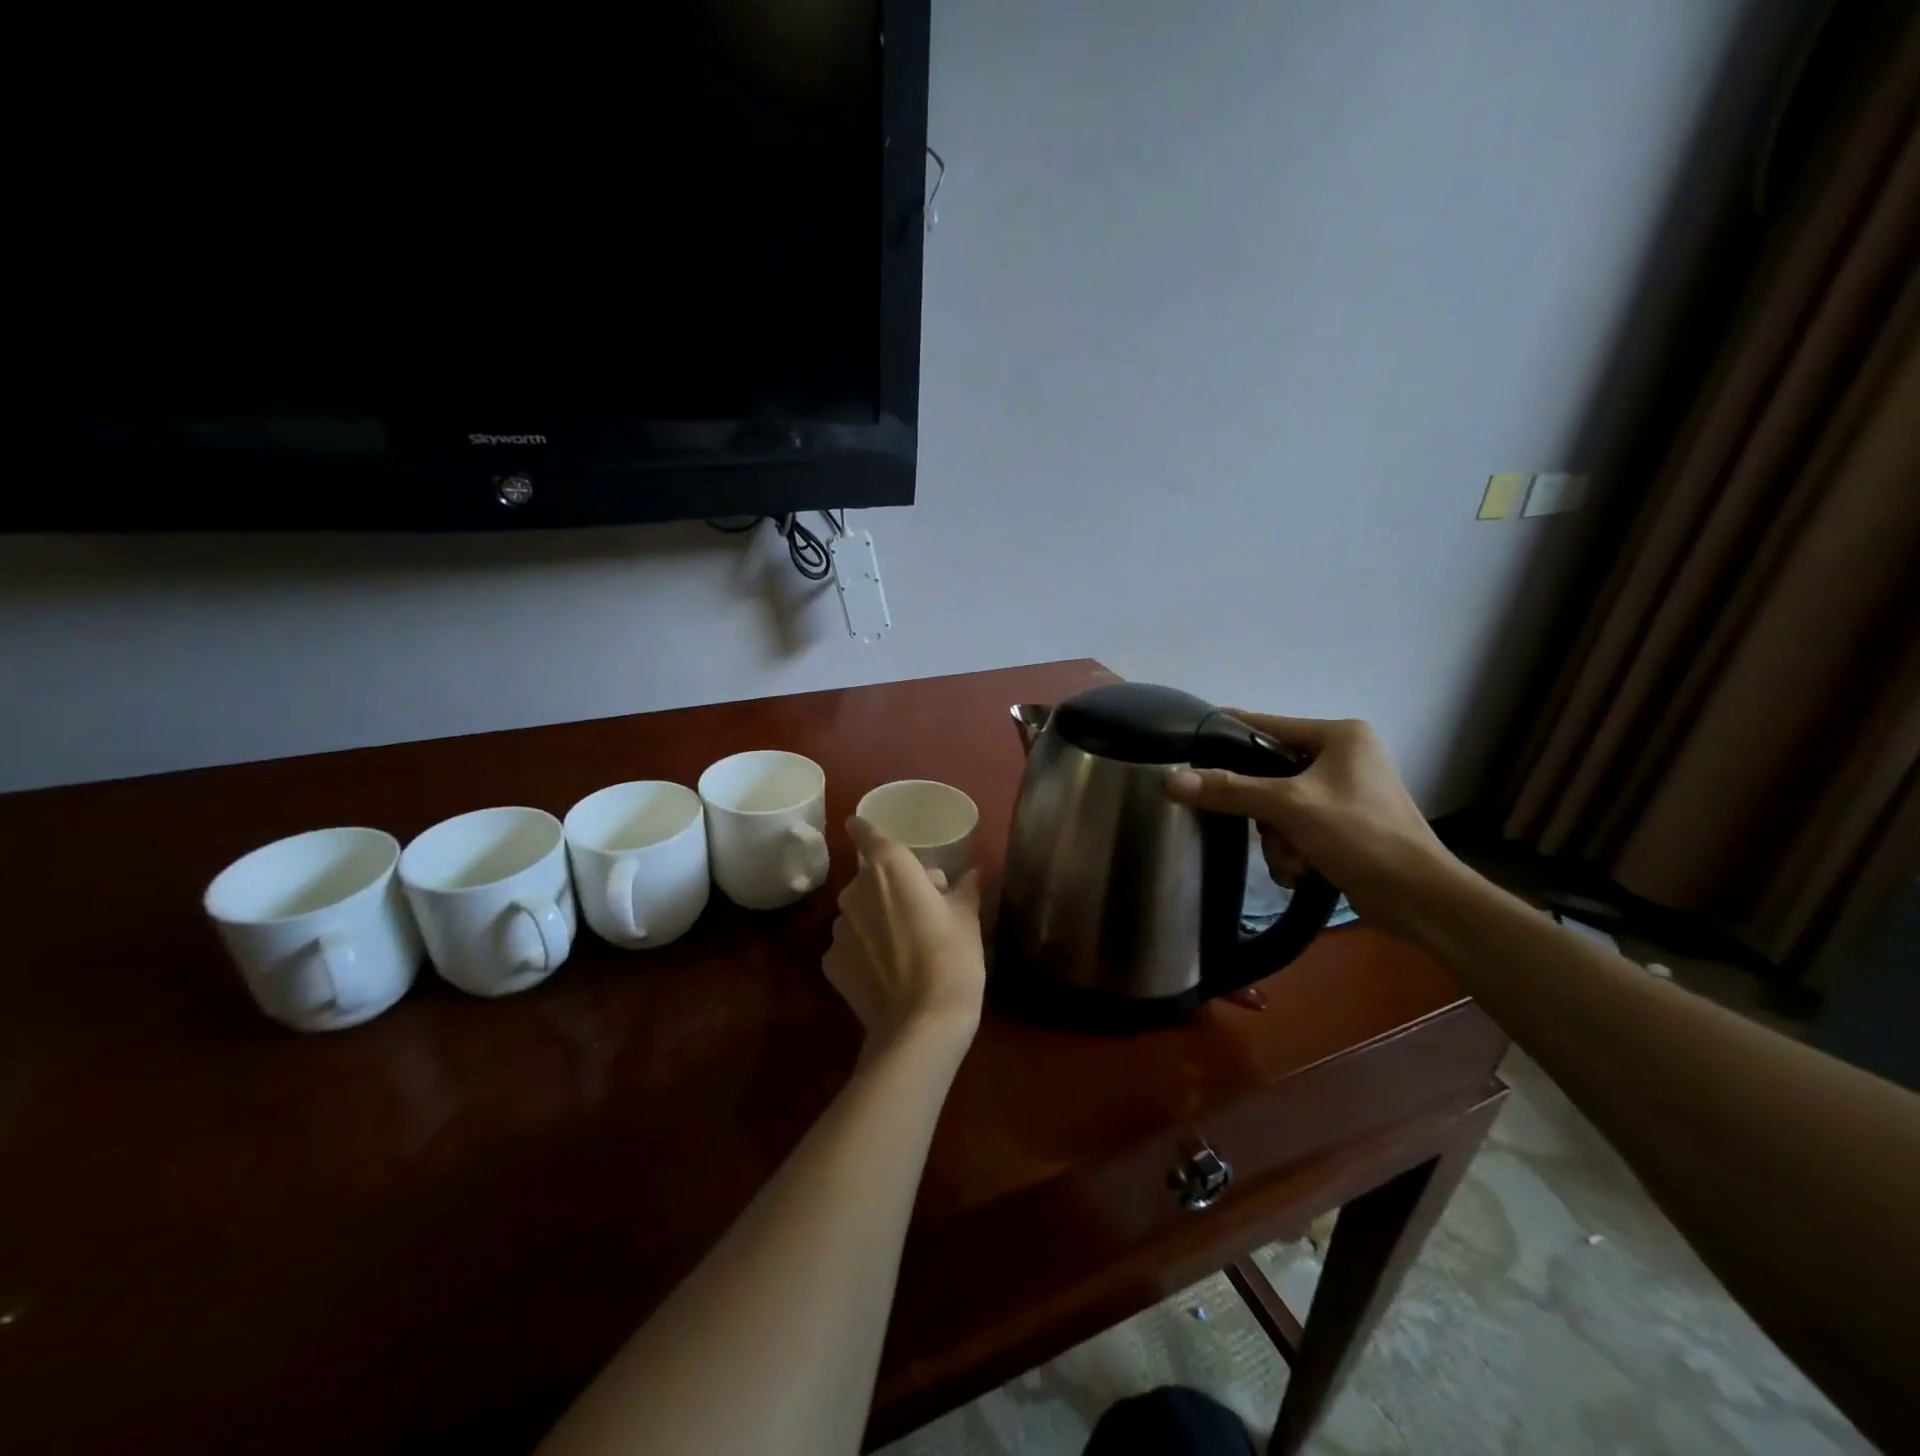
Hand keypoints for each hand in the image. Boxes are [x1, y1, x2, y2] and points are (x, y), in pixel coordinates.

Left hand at [825, 817, 985, 1050]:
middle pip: (869, 877)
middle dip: (889, 886)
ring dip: (875, 918)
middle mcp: (856, 890)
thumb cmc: (952, 957)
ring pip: (858, 912)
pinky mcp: (831, 963)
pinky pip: (849, 945)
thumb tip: (974, 871)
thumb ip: (965, 888)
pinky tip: (884, 971)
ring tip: (902, 945)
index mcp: (890, 868)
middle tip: (918, 908)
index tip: (860, 825)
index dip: (864, 828)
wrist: (922, 1023)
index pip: (867, 833)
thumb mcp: (967, 918)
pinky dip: (863, 950)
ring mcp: (839, 929)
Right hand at [1165, 713, 1463, 939]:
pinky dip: (1294, 852)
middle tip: (1267, 829)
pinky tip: (1305, 871)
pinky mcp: (1345, 826)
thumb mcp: (1290, 807)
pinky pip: (1296, 829)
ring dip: (1278, 840)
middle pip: (1268, 775)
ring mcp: (1344, 794)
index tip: (1190, 746)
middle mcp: (1343, 757)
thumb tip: (1170, 781)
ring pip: (1278, 809)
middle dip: (1264, 813)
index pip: (1267, 726)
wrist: (1420, 899)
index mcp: (1339, 735)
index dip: (1228, 736)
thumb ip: (1230, 790)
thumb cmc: (1361, 835)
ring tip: (1296, 860)